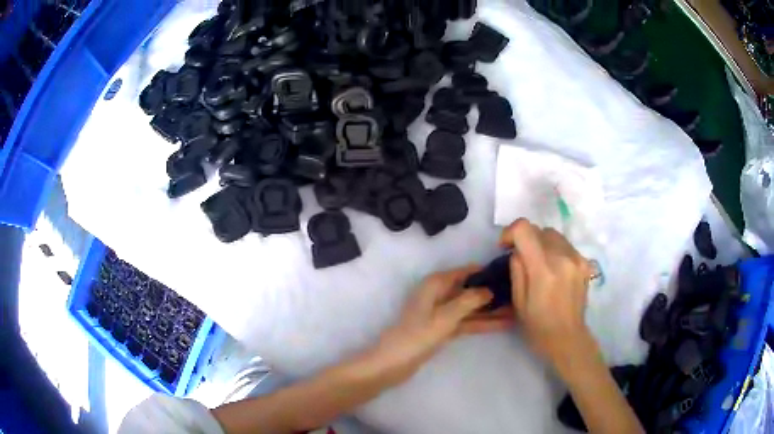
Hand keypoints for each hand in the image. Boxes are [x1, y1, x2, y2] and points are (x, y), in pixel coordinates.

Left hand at [371, 266, 514, 382]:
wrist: (393, 363)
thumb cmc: (418, 335)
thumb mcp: (446, 316)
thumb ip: (469, 300)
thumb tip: (490, 288)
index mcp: (436, 283)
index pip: (466, 272)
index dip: (486, 272)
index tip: (510, 273)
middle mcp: (439, 294)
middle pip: (470, 290)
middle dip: (492, 293)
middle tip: (519, 295)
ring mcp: (441, 312)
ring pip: (471, 308)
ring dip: (491, 310)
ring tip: (517, 310)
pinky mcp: (443, 328)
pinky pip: (466, 321)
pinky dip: (482, 323)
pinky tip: (503, 324)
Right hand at [500, 219, 594, 370]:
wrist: (567, 337)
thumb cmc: (538, 326)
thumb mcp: (518, 301)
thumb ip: (517, 269)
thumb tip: (517, 251)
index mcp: (543, 269)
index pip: (525, 229)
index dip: (511, 232)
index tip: (506, 247)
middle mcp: (563, 257)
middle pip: (539, 229)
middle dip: (526, 239)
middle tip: (521, 257)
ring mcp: (577, 258)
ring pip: (553, 234)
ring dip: (541, 243)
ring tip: (538, 263)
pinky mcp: (585, 262)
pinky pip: (565, 245)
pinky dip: (555, 250)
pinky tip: (553, 269)